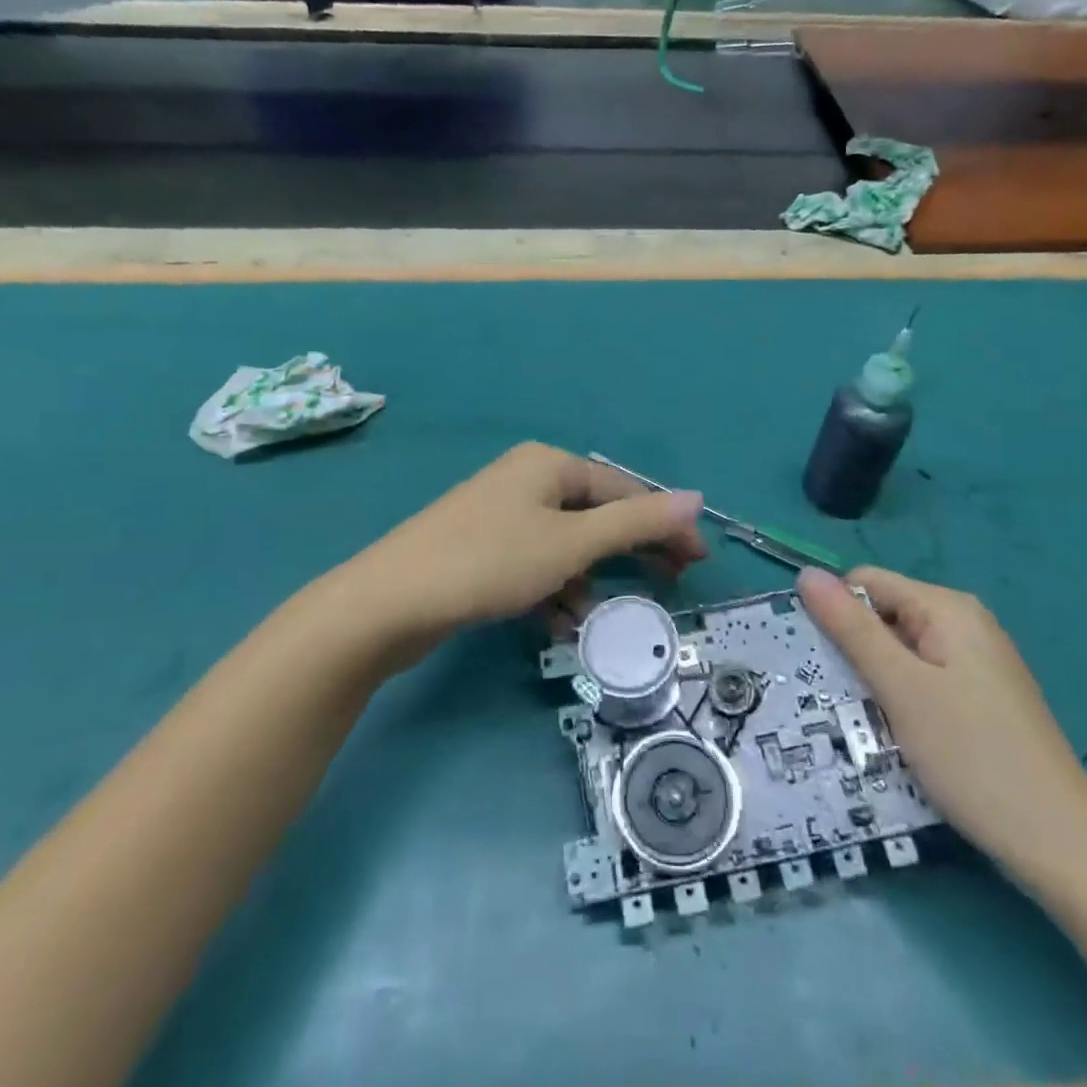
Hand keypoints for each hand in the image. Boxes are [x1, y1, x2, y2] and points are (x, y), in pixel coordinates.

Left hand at [330, 443, 706, 655]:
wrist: (389, 603)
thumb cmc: (490, 562)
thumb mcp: (572, 543)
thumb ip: (636, 523)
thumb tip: (696, 498)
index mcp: (548, 465)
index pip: (624, 490)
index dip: (664, 524)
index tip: (697, 561)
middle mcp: (526, 480)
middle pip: (597, 515)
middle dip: (631, 552)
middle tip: (670, 584)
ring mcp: (500, 515)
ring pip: (566, 545)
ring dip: (588, 579)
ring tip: (596, 615)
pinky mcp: (482, 550)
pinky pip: (536, 564)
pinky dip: (553, 590)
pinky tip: (557, 622)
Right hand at [797, 565, 1086, 882]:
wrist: (1060, 844)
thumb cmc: (972, 756)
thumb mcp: (900, 687)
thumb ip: (852, 628)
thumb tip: (807, 574)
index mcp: (948, 608)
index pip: (867, 582)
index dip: (837, 614)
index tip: (822, 662)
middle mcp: (965, 623)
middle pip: (886, 615)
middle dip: (856, 651)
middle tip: (840, 699)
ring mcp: (977, 662)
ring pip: (901, 651)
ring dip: (876, 680)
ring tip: (863, 722)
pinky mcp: (982, 697)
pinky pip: (924, 678)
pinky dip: (902, 699)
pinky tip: (897, 735)